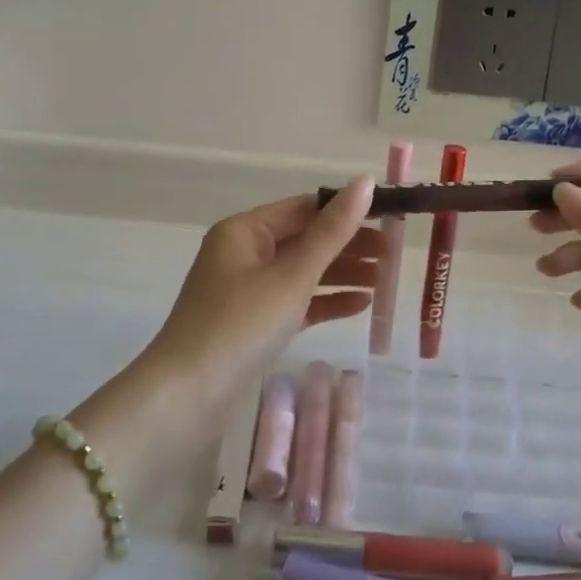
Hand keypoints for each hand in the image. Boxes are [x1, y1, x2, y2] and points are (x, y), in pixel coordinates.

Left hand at [148, 177, 377, 412]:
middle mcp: (244, 253)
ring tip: (386, 280)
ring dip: (342, 274)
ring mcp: (247, 290)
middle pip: (306, 240)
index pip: (306, 208)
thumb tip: (365, 182)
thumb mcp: (292, 275)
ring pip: (303, 272)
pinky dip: (325, 301)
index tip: (390, 218)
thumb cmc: (240, 325)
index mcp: (245, 231)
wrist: (186, 397)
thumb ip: (332, 231)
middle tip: (394, 255)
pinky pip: (296, 302)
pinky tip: (361, 306)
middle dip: (349, 246)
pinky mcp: (253, 323)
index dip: (348, 210)